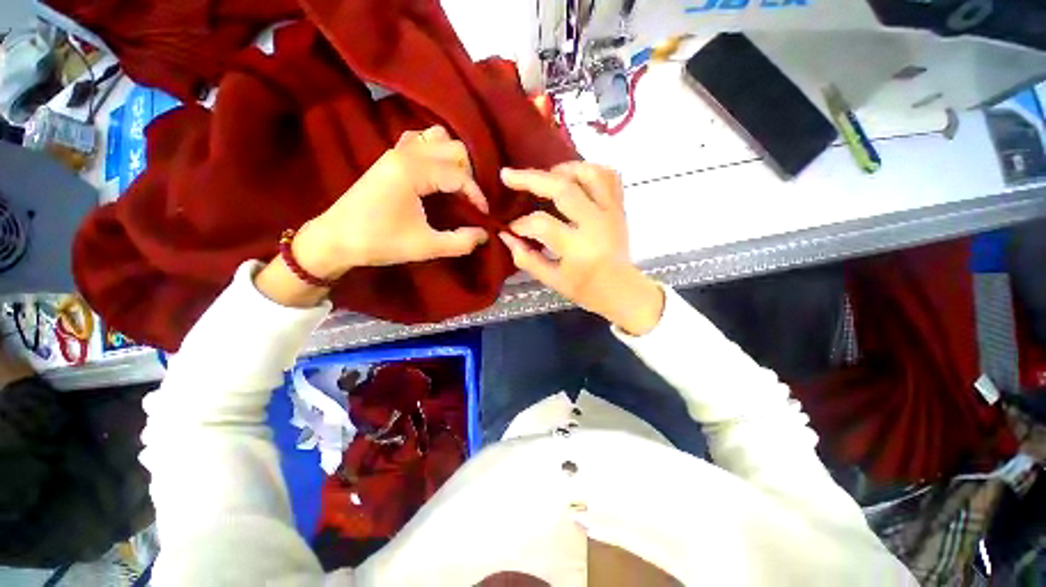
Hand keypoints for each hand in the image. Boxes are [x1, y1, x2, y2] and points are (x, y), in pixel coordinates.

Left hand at [254, 126, 488, 307]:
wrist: (336, 238)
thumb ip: (460, 242)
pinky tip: (437, 172)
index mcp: (414, 171)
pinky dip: (435, 151)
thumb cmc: (380, 242)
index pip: (459, 174)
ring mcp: (396, 151)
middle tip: (469, 201)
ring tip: (456, 185)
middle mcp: (406, 153)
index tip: (484, 216)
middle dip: (469, 174)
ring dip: (453, 159)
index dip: (477, 195)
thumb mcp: (426, 247)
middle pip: (453, 148)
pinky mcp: (390, 157)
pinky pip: (420, 140)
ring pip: (437, 139)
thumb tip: (485, 234)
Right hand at [499, 163, 663, 334]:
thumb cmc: (585, 288)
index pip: (541, 224)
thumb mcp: (552, 280)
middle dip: (531, 179)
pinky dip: (590, 170)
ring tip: (547, 175)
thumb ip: (527, 259)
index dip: (521, 224)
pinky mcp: (619, 207)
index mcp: (576, 246)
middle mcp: (595, 223)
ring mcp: (610, 211)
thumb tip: (506, 236)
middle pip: (563, 188)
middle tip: (509, 176)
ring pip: (589, 173)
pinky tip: (574, 178)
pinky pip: (609, 176)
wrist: (621, 289)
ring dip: (564, 169)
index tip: (511, 228)